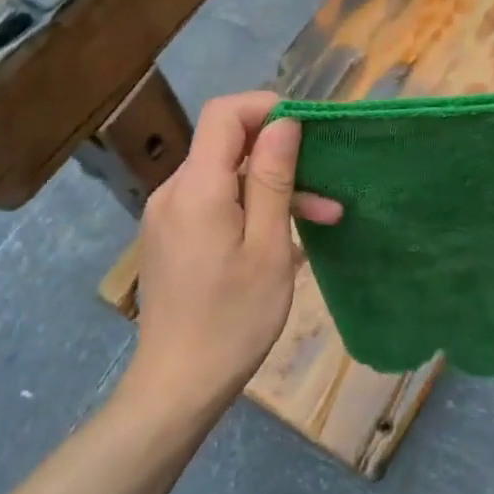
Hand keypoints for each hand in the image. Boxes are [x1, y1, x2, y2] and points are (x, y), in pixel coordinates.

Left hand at [128, 91, 341, 411]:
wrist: (177, 386)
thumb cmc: (233, 319)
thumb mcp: (267, 248)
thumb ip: (272, 178)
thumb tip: (282, 121)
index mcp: (197, 188)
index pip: (224, 113)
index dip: (265, 107)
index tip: (306, 127)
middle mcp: (173, 191)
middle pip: (225, 145)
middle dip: (278, 155)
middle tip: (326, 185)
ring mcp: (166, 216)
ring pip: (223, 178)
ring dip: (269, 188)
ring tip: (321, 218)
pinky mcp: (169, 238)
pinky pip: (211, 204)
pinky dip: (247, 209)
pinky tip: (280, 240)